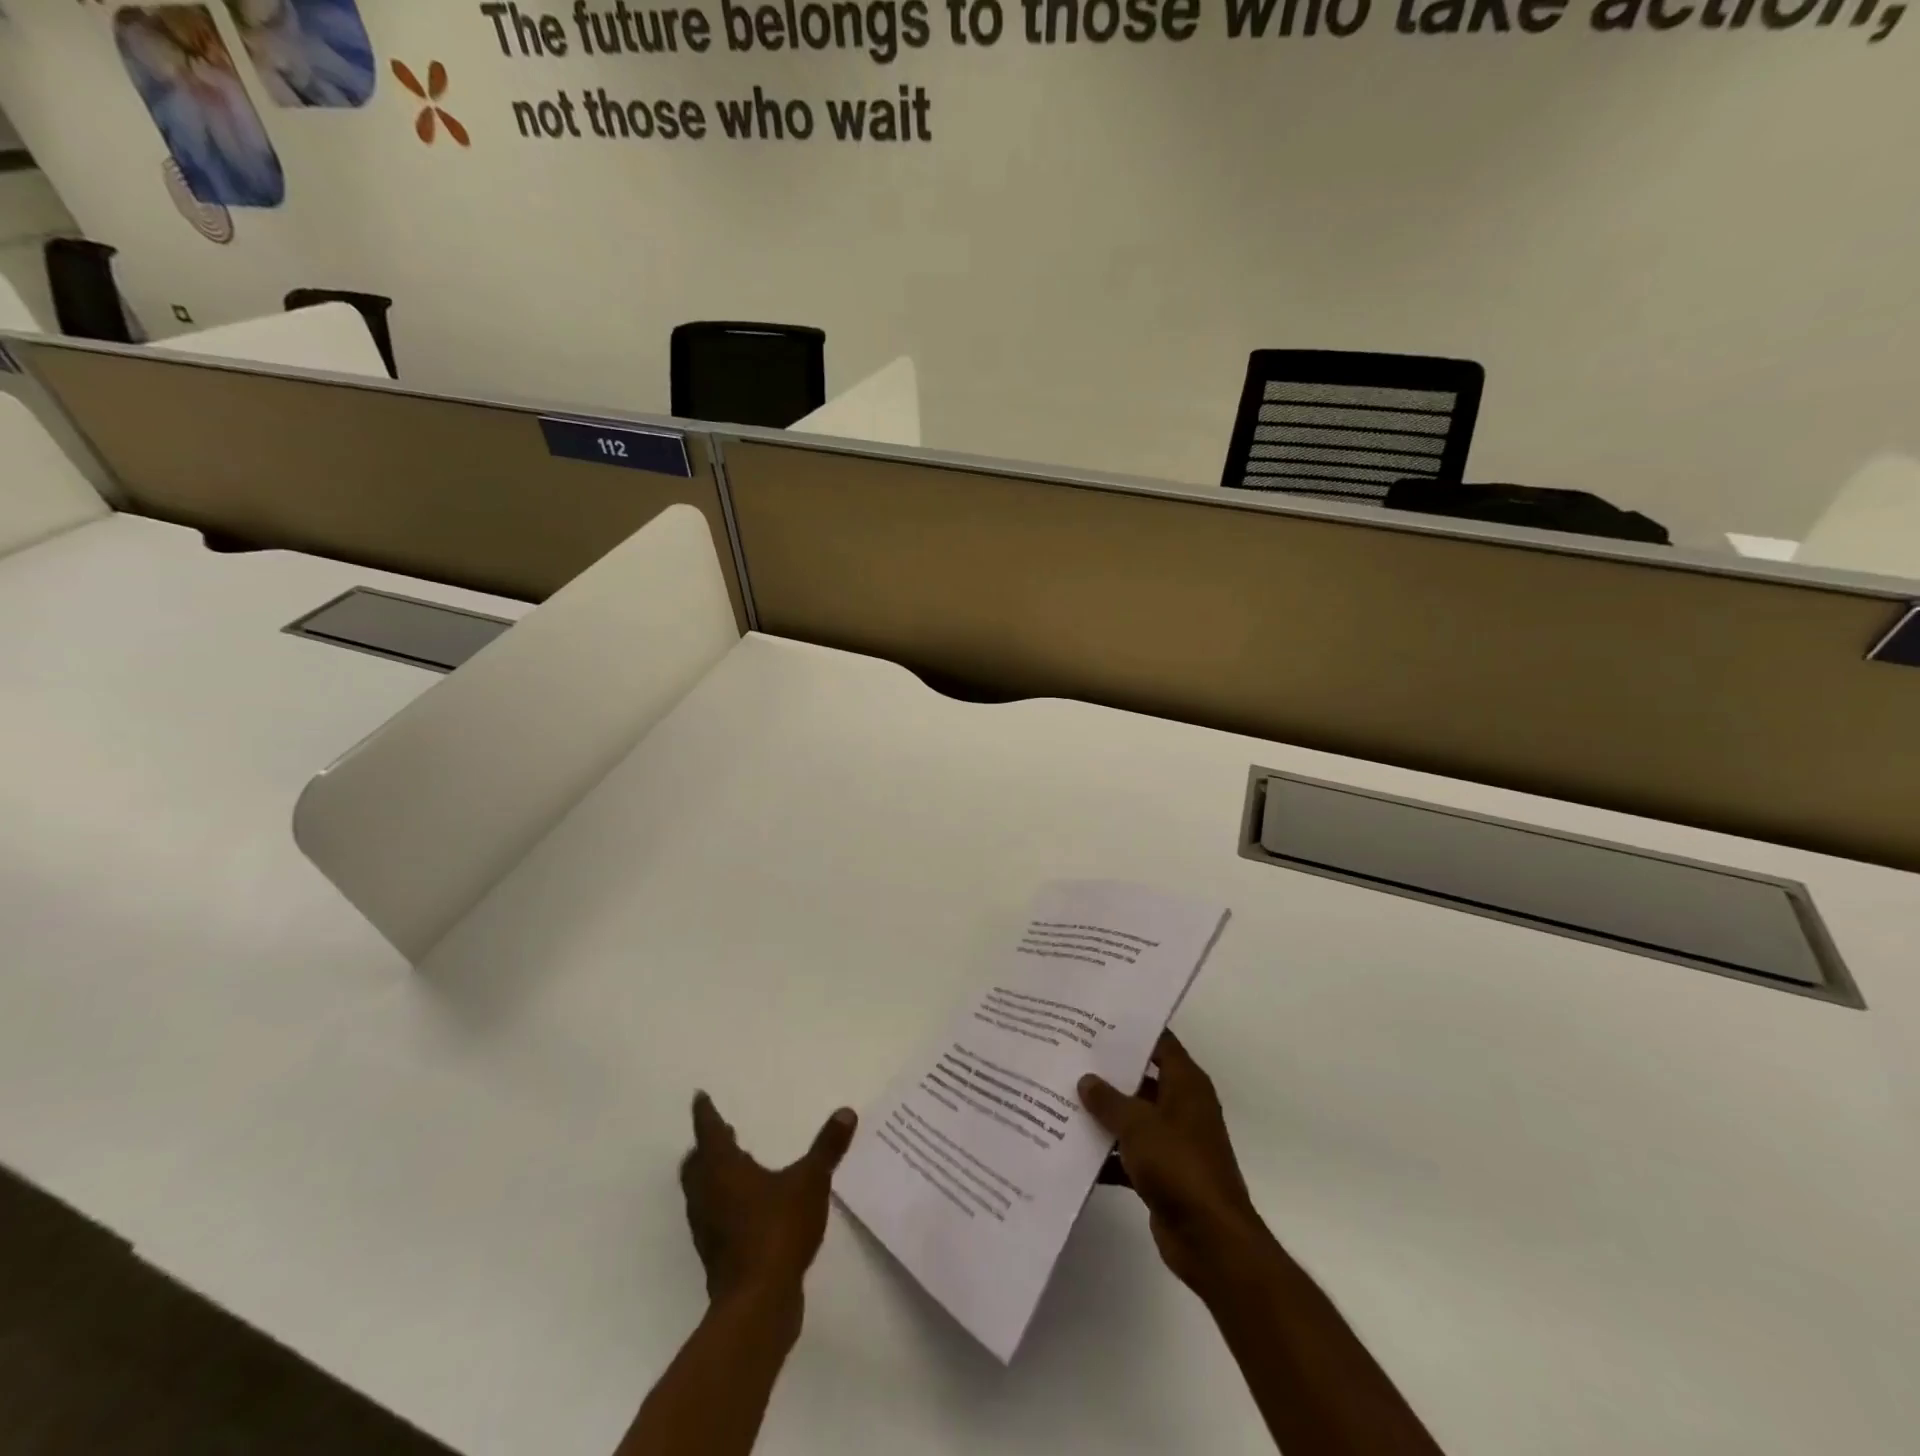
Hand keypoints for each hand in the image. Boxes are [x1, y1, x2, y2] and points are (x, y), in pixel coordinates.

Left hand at [677, 1092, 857, 1305]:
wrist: (757, 1303)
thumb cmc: (778, 1230)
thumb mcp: (811, 1181)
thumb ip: (827, 1147)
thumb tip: (846, 1112)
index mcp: (723, 1169)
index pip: (708, 1132)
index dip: (705, 1113)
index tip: (699, 1097)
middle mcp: (708, 1194)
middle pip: (696, 1163)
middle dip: (706, 1146)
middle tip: (719, 1132)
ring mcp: (708, 1228)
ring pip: (700, 1191)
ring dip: (711, 1174)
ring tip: (733, 1165)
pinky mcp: (716, 1255)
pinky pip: (712, 1216)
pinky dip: (721, 1201)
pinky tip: (745, 1207)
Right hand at [1079, 1030, 1275, 1299]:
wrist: (1210, 1239)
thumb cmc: (1179, 1165)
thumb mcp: (1138, 1124)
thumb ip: (1109, 1100)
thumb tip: (1086, 1079)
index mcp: (1187, 1084)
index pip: (1160, 1043)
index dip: (1132, 1031)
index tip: (1097, 1019)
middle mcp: (1182, 1107)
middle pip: (1142, 1079)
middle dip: (1108, 1072)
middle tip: (1069, 1056)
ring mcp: (1173, 1141)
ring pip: (1133, 1117)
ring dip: (1104, 1115)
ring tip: (1061, 1097)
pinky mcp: (1162, 1174)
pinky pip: (1129, 1154)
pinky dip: (1107, 1154)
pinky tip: (1071, 1150)